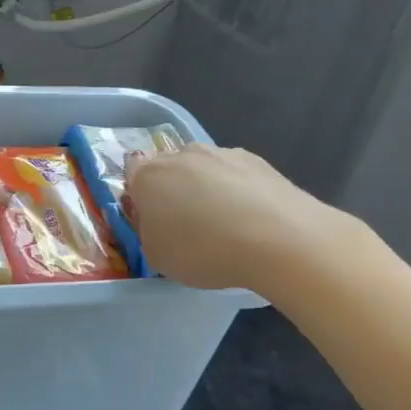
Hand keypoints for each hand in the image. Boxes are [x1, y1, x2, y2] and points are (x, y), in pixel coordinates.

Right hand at [125, 142, 353, 291]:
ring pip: (203, 168)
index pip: (131, 170)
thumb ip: (148, 231)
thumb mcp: (157, 256)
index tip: (151, 216)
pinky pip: (234, 174)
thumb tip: (156, 218)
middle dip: (173, 189)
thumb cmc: (204, 250)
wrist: (279, 239)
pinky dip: (237, 190)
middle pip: (169, 167)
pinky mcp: (256, 159)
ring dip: (206, 188)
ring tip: (225, 224)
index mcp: (149, 177)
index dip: (139, 192)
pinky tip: (250, 219)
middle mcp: (181, 155)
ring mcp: (221, 153)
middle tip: (186, 224)